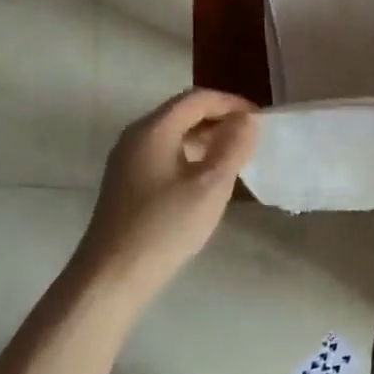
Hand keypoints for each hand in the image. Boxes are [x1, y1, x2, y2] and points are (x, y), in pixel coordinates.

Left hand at [75, 89, 257, 295]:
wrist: (113, 275)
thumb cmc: (166, 225)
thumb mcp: (211, 185)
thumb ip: (233, 146)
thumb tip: (248, 119)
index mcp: (154, 130)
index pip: (197, 99)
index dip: (231, 103)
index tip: (260, 120)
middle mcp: (136, 137)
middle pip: (183, 112)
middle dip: (220, 118)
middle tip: (252, 138)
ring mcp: (128, 160)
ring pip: (174, 134)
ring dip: (207, 138)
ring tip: (236, 157)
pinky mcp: (127, 181)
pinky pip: (165, 153)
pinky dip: (192, 155)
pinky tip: (208, 178)